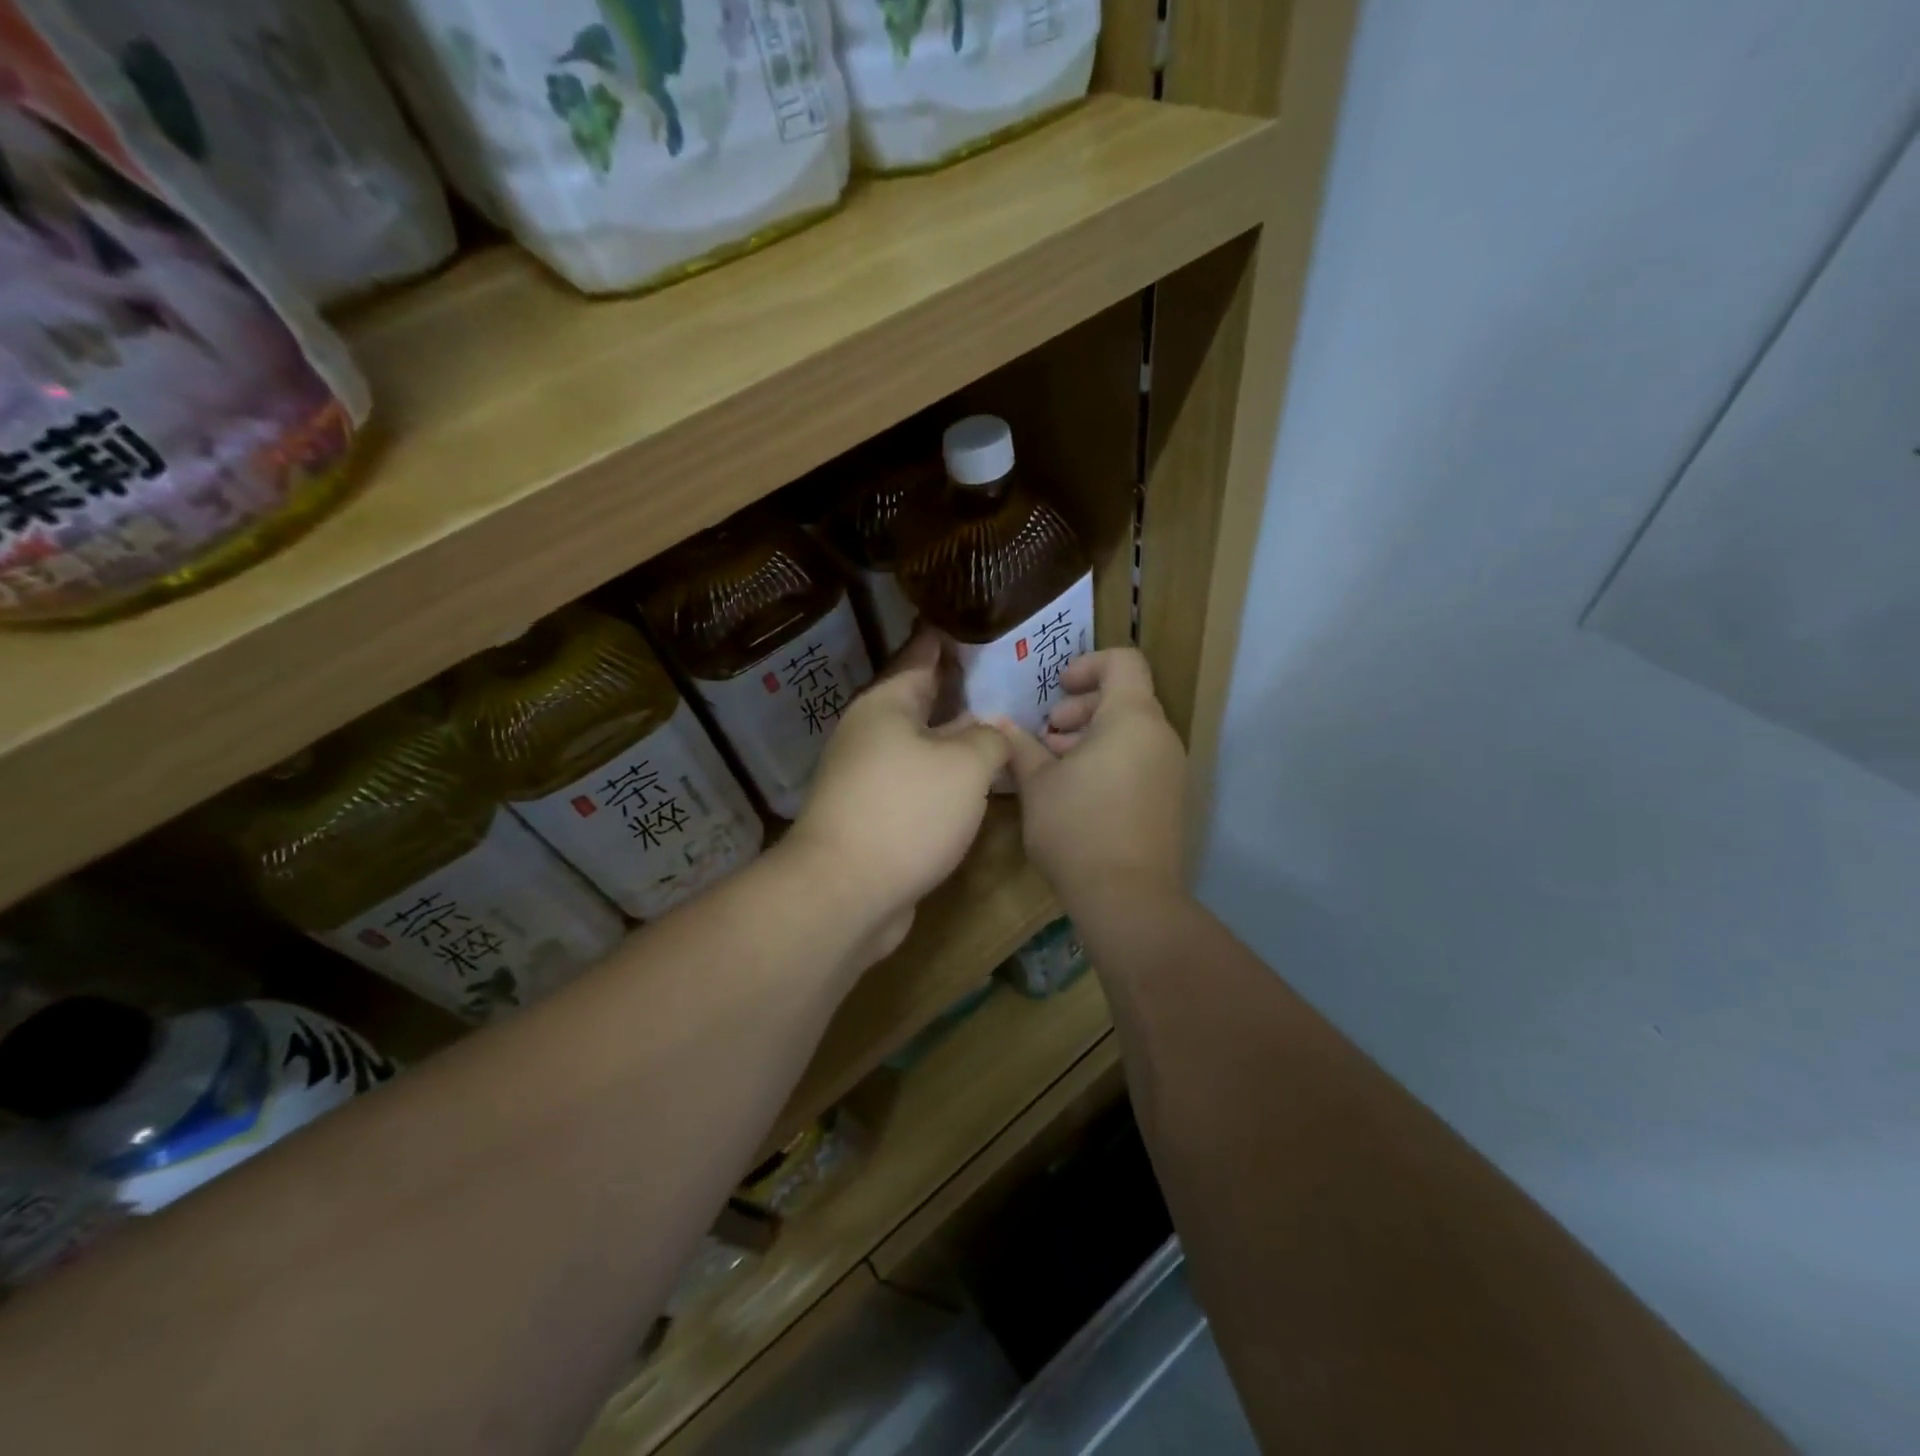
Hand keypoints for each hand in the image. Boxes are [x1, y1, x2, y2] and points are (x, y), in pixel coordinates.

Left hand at [785, 631, 1007, 959]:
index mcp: (886, 705)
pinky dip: (946, 776)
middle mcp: (871, 733)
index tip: (972, 619)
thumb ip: (989, 740)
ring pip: (921, 744)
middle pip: (920, 700)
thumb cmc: (907, 812)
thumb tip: (993, 733)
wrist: (845, 892)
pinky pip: (918, 781)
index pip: (921, 656)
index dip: (947, 639)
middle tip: (1004, 674)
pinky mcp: (874, 815)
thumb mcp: (965, 766)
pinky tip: (976, 781)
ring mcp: (868, 777)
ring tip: (1000, 724)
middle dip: (959, 688)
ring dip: (955, 736)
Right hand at [996, 649, 1186, 907]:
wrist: (1128, 898)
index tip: (1057, 690)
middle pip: (1125, 697)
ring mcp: (1170, 769)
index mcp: (1132, 718)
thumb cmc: (1077, 828)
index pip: (1124, 661)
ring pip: (1130, 732)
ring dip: (1091, 737)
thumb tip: (999, 723)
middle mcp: (1160, 736)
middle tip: (1047, 736)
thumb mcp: (1037, 783)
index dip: (1088, 664)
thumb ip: (1019, 746)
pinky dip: (1109, 760)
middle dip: (1081, 708)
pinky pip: (1139, 760)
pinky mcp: (1169, 799)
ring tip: (1054, 766)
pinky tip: (1076, 792)